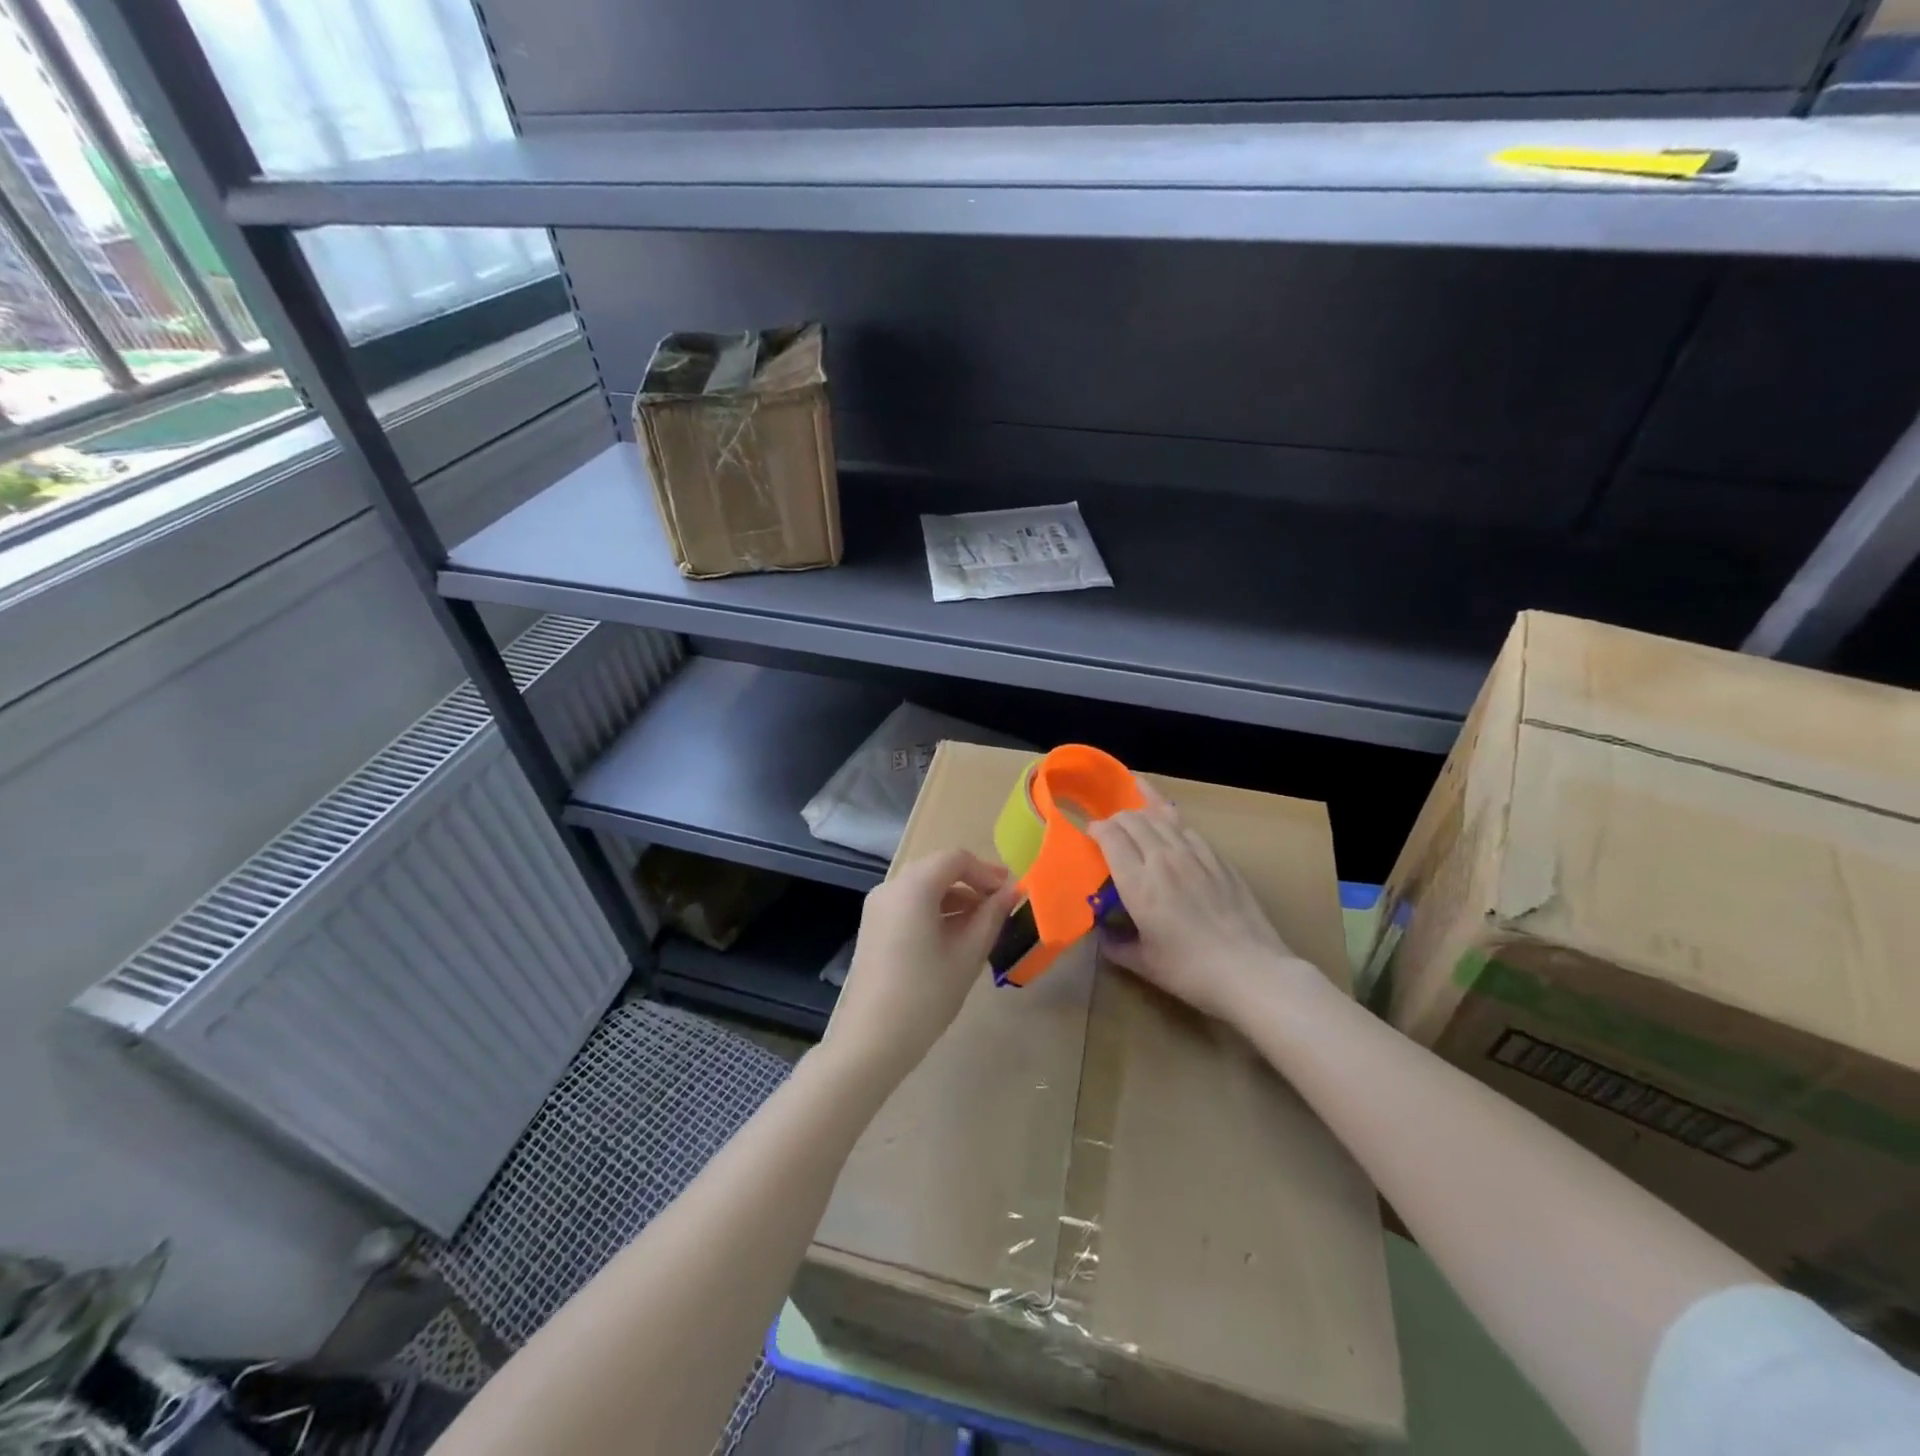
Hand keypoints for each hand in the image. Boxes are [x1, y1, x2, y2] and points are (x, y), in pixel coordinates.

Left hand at [827, 848, 1018, 1084]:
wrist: (872, 1039)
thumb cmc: (926, 994)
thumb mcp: (967, 954)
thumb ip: (991, 916)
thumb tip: (1011, 892)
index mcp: (913, 886)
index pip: (956, 859)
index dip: (986, 871)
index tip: (1008, 894)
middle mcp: (891, 886)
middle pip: (937, 868)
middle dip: (970, 882)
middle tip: (998, 906)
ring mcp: (877, 906)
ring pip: (922, 886)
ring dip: (953, 897)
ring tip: (980, 925)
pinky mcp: (872, 926)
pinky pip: (908, 903)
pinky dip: (933, 909)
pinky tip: (952, 937)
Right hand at [1089, 782, 1314, 1026]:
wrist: (1251, 970)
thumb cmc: (1190, 971)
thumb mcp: (1144, 964)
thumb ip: (1116, 945)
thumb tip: (1102, 934)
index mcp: (1138, 884)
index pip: (1110, 836)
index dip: (1096, 829)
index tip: (1090, 835)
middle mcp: (1163, 860)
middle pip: (1133, 820)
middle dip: (1116, 819)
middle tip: (1110, 830)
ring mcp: (1194, 855)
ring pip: (1160, 817)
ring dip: (1142, 812)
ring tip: (1134, 814)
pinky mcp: (1218, 859)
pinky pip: (1188, 828)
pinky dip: (1171, 820)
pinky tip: (1170, 824)